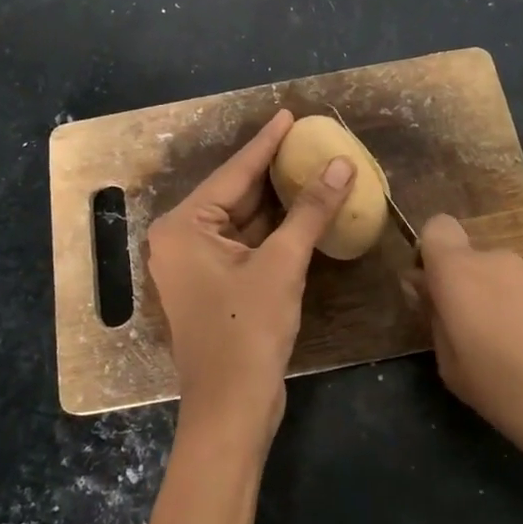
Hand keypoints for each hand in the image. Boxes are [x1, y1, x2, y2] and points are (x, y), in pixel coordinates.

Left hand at [147, 110, 354, 445]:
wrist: (231, 409)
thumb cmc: (248, 331)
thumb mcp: (283, 264)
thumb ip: (310, 210)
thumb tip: (342, 164)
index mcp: (183, 227)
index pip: (233, 173)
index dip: (266, 142)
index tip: (289, 114)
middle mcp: (181, 240)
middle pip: (235, 194)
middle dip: (272, 170)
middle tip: (306, 140)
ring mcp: (195, 265)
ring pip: (242, 220)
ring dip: (276, 201)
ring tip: (309, 166)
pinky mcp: (213, 285)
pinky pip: (245, 244)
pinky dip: (273, 230)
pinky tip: (301, 211)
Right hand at [414, 214, 522, 495]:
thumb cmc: (513, 391)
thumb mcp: (453, 369)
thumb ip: (434, 322)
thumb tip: (428, 293)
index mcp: (459, 270)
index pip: (435, 227)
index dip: (427, 256)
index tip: (428, 296)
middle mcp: (494, 260)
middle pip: (464, 257)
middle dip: (455, 286)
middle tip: (457, 338)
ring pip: (491, 277)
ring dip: (485, 304)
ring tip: (494, 358)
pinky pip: (517, 295)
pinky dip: (512, 316)